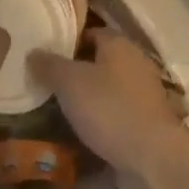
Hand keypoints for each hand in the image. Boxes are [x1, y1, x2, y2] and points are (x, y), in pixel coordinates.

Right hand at [31, 31, 184, 177]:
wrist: (154, 157)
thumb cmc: (109, 108)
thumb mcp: (69, 82)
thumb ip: (49, 65)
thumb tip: (33, 52)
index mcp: (119, 44)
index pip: (89, 32)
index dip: (67, 42)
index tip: (46, 56)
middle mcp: (136, 61)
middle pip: (100, 59)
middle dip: (77, 70)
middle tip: (49, 83)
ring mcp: (146, 91)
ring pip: (110, 86)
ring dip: (90, 95)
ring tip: (63, 108)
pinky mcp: (150, 119)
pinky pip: (119, 110)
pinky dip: (104, 116)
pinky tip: (86, 129)